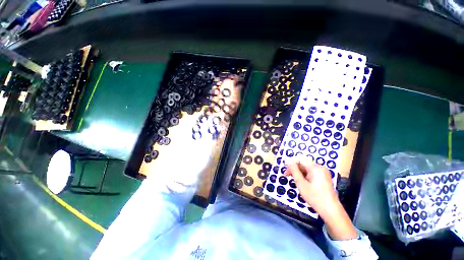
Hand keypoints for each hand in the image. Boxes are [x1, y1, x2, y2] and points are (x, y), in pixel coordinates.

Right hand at [283, 158, 337, 216]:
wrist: (331, 211)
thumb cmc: (315, 197)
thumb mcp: (301, 184)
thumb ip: (294, 170)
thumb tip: (287, 160)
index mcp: (316, 168)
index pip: (300, 159)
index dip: (291, 162)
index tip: (285, 168)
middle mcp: (320, 167)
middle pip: (303, 163)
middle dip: (294, 168)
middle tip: (286, 175)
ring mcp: (323, 172)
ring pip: (306, 168)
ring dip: (299, 172)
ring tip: (293, 180)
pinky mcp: (323, 177)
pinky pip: (311, 172)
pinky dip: (304, 175)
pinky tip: (301, 182)